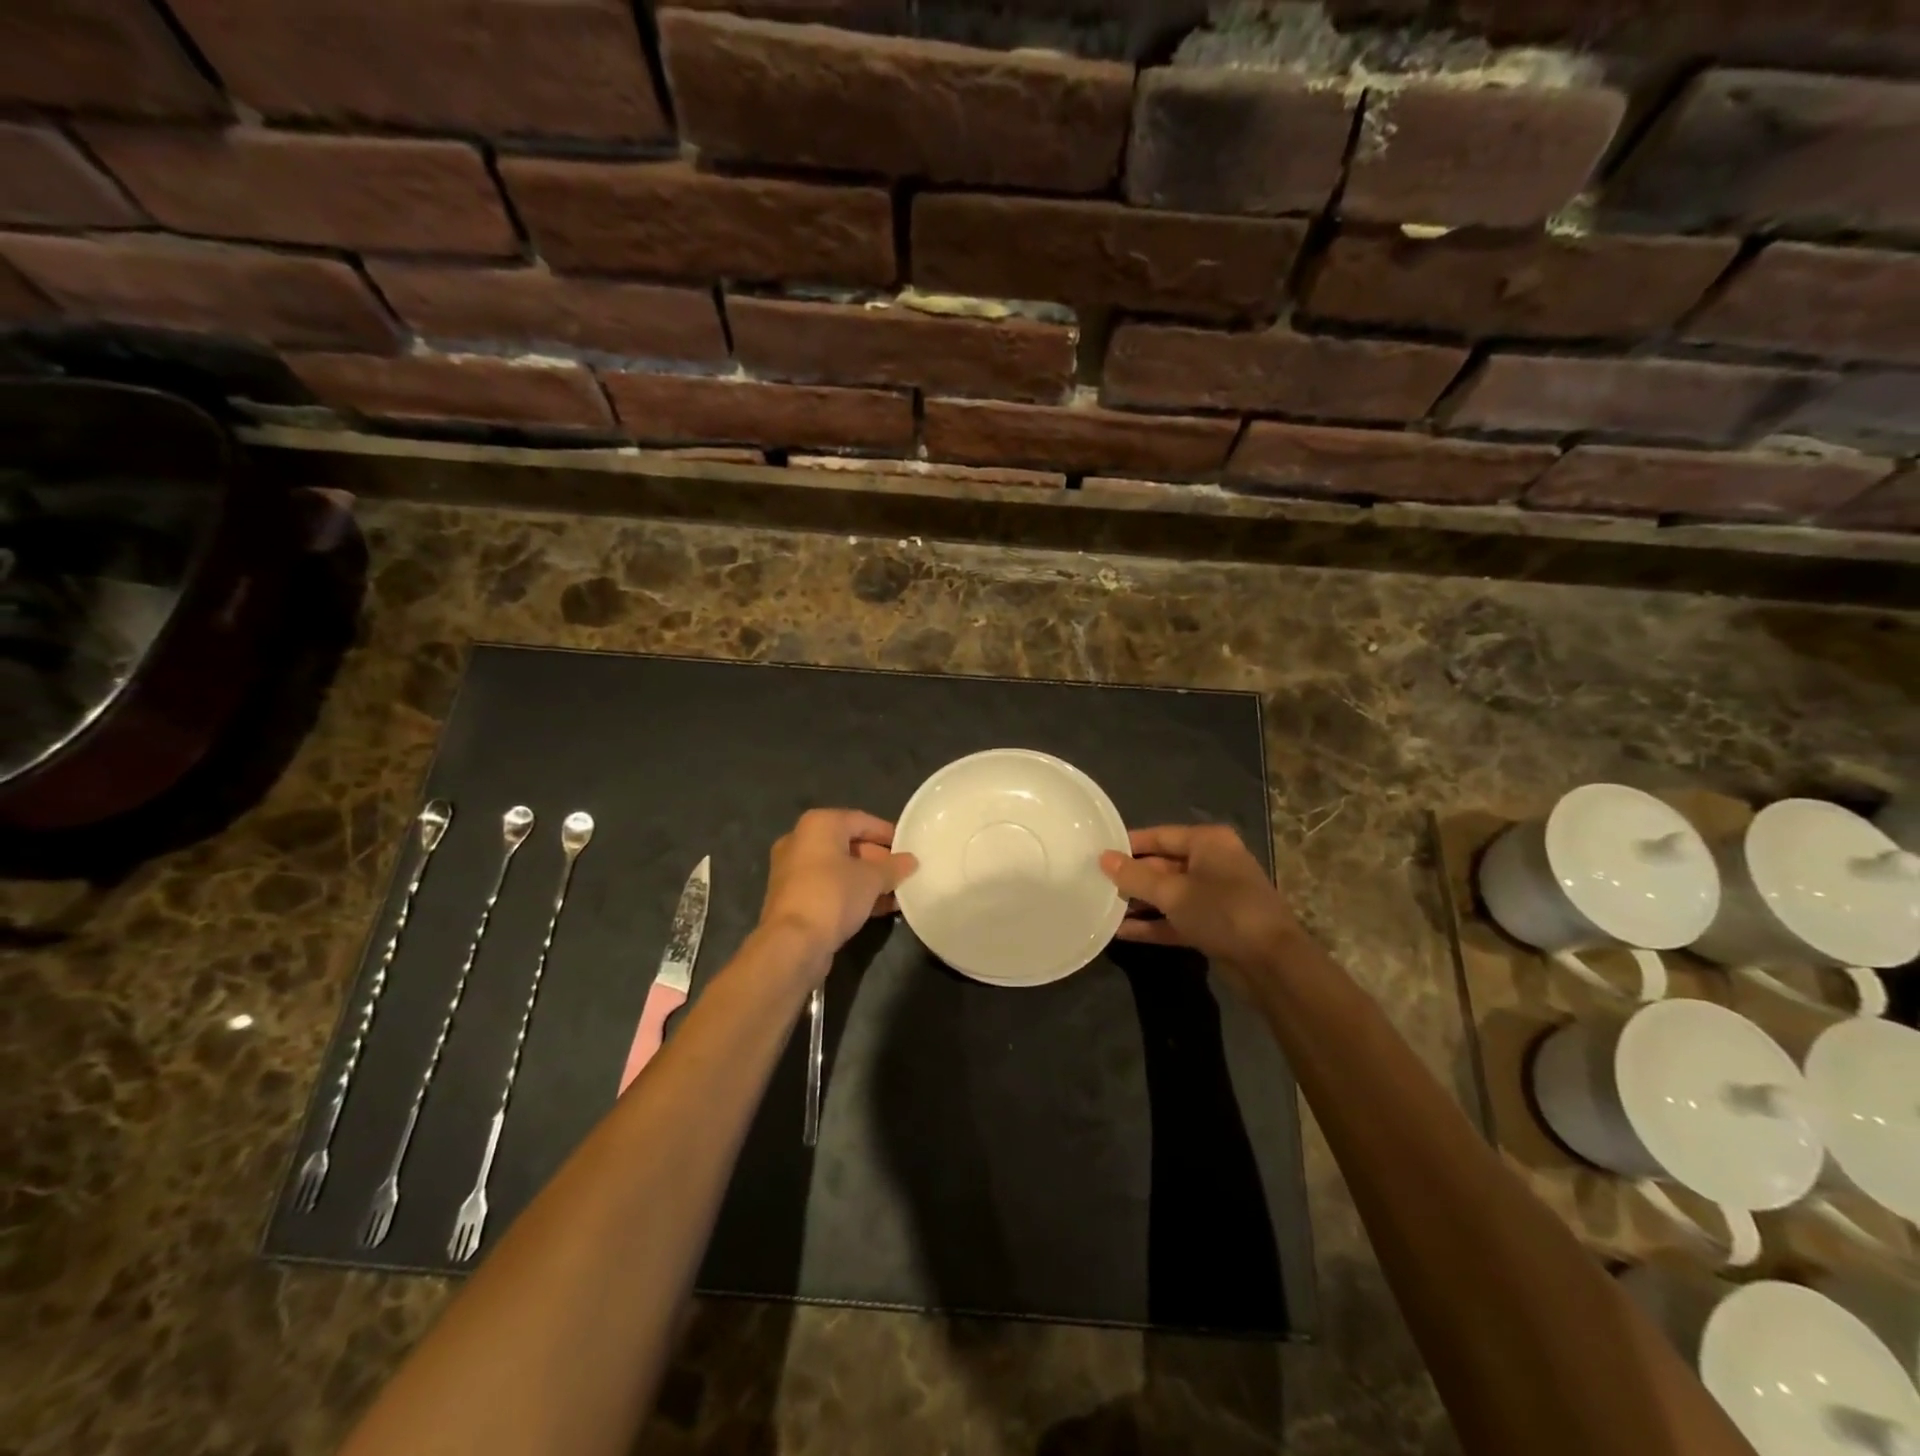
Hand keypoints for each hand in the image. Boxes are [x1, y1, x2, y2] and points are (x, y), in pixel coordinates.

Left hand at [758, 809, 916, 971]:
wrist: (793, 943)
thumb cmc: (833, 895)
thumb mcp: (872, 879)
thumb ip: (894, 867)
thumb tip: (911, 861)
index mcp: (818, 825)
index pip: (862, 821)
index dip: (888, 833)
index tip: (909, 847)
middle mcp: (801, 841)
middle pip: (849, 844)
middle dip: (879, 860)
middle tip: (904, 873)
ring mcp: (793, 870)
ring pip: (840, 869)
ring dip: (868, 880)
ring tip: (898, 893)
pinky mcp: (793, 897)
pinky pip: (830, 887)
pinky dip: (852, 893)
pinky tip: (879, 908)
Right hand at [1100, 825, 1302, 990]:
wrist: (1272, 963)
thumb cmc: (1222, 911)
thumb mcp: (1172, 892)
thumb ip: (1135, 876)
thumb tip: (1103, 858)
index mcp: (1208, 843)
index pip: (1160, 835)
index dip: (1129, 844)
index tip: (1098, 852)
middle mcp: (1213, 863)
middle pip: (1164, 865)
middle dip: (1132, 877)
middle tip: (1095, 882)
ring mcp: (1216, 896)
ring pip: (1170, 894)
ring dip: (1140, 902)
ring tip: (1102, 906)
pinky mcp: (1215, 925)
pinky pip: (1177, 918)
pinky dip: (1154, 924)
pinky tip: (1122, 932)